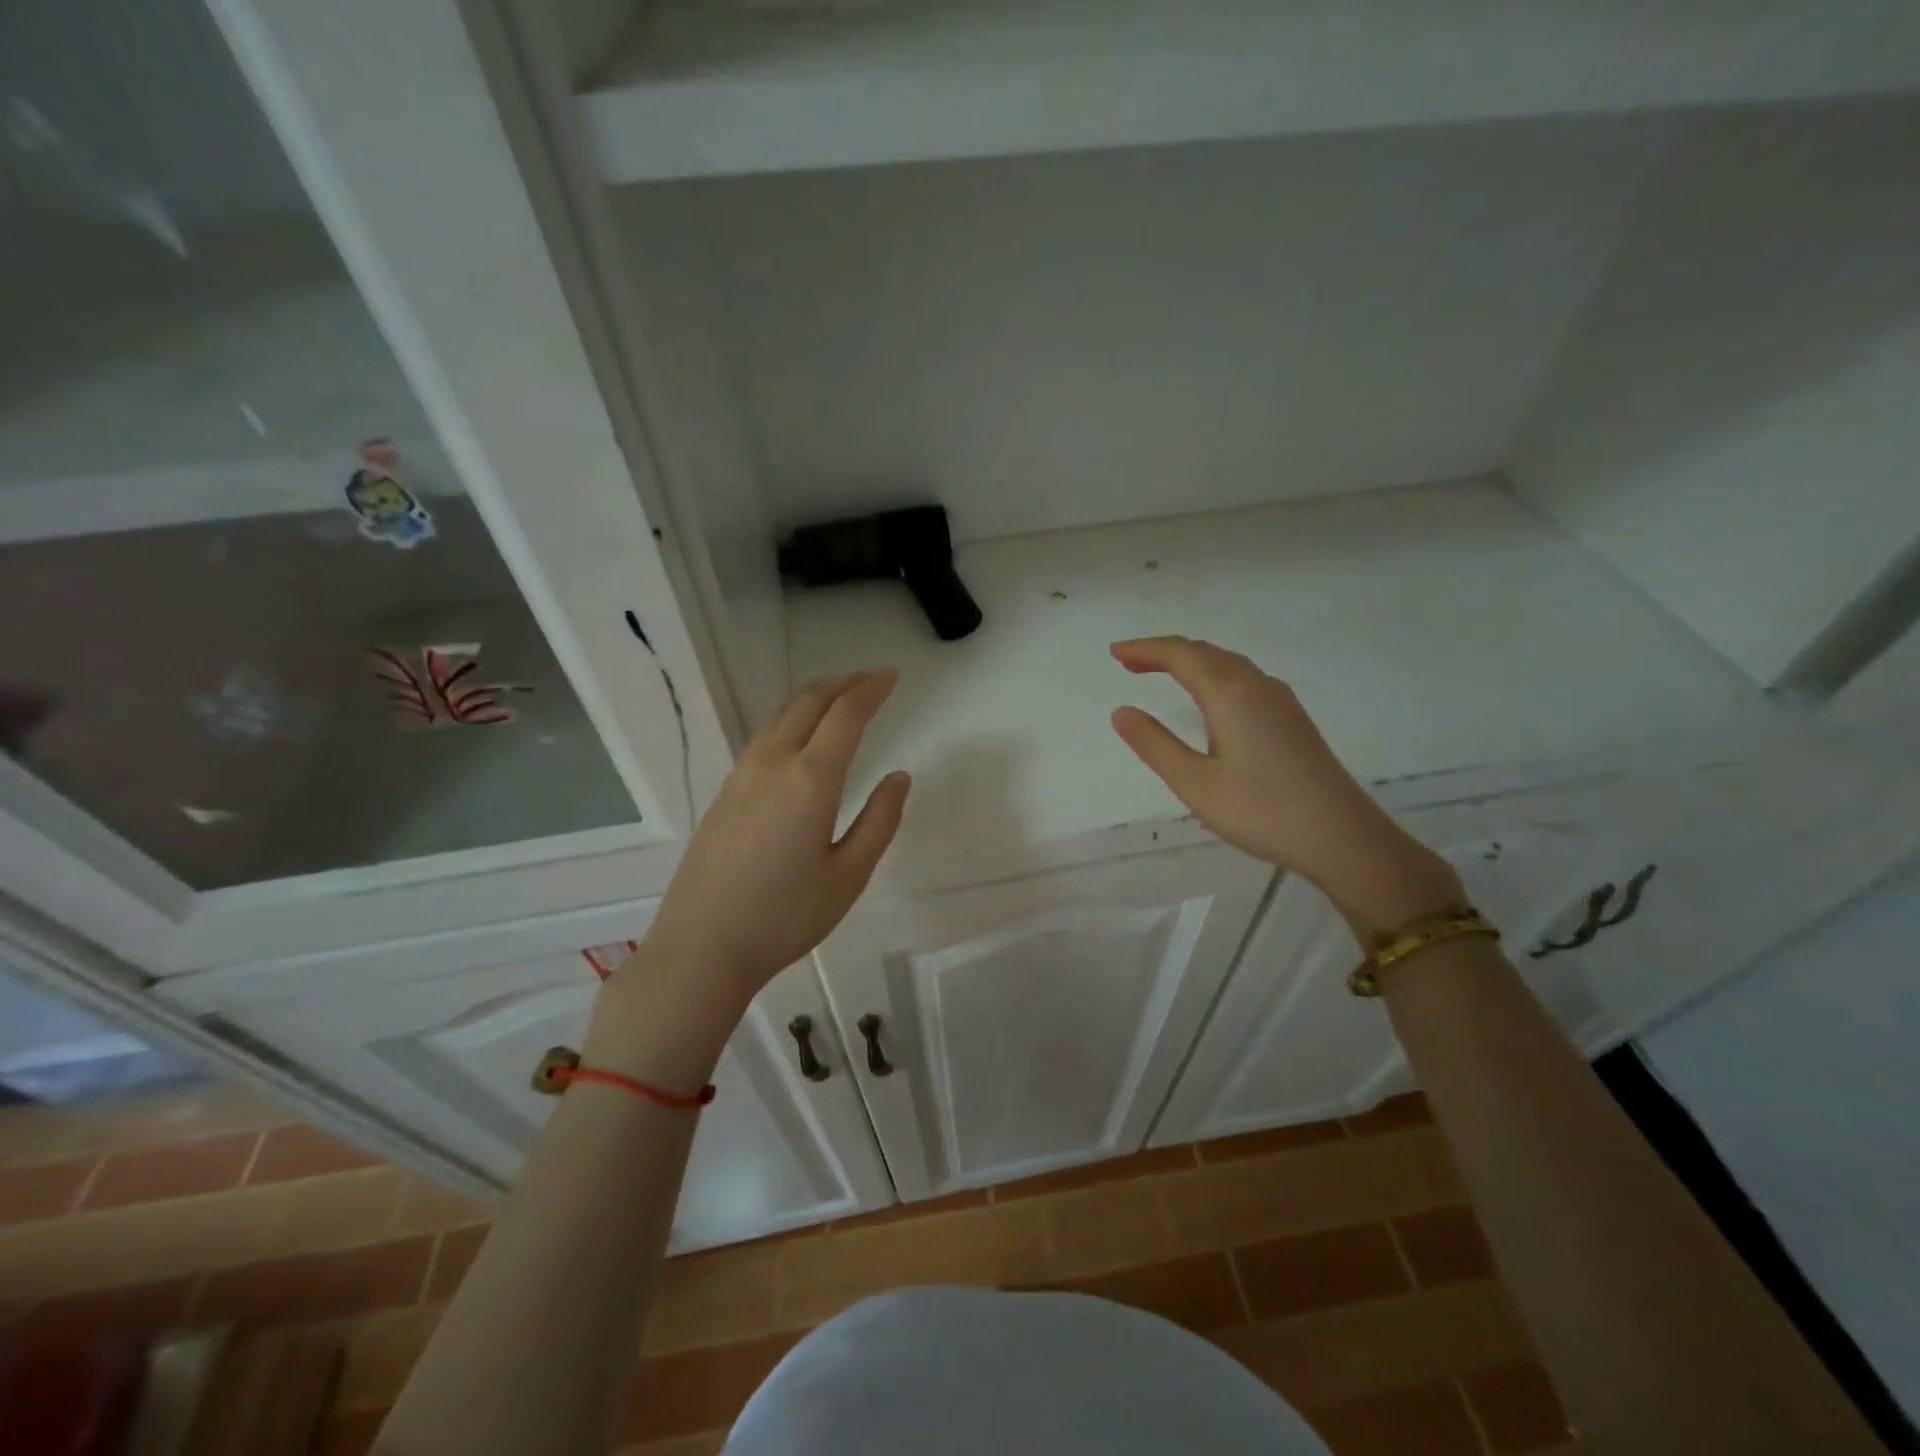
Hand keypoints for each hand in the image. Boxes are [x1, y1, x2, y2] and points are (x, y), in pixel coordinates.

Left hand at [587, 673, 909, 1088]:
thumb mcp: (848, 875)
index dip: (871, 690)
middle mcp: (773, 764)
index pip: (846, 715)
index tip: (892, 676)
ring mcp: (741, 775)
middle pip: (809, 702)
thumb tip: (899, 777)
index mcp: (810, 779)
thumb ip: (880, 821)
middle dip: (843, 683)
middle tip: (871, 680)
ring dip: (814, 697)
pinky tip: (800, 737)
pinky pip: (763, 736)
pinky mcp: (724, 793)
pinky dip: (791, 718)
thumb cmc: (784, 917)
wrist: (701, 948)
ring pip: (781, 715)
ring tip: (840, 697)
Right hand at [1110, 637, 1461, 938]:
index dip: (1145, 649)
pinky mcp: (1293, 719)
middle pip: (1205, 652)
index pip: (1181, 655)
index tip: (1115, 653)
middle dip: (1165, 652)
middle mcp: (1257, 686)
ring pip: (1228, 664)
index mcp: (1230, 694)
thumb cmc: (1261, 811)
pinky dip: (1215, 674)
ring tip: (1162, 674)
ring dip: (1191, 662)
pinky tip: (1212, 698)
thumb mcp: (1194, 783)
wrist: (1342, 837)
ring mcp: (1280, 701)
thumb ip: (1155, 744)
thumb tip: (1122, 711)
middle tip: (1130, 663)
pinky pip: (1245, 678)